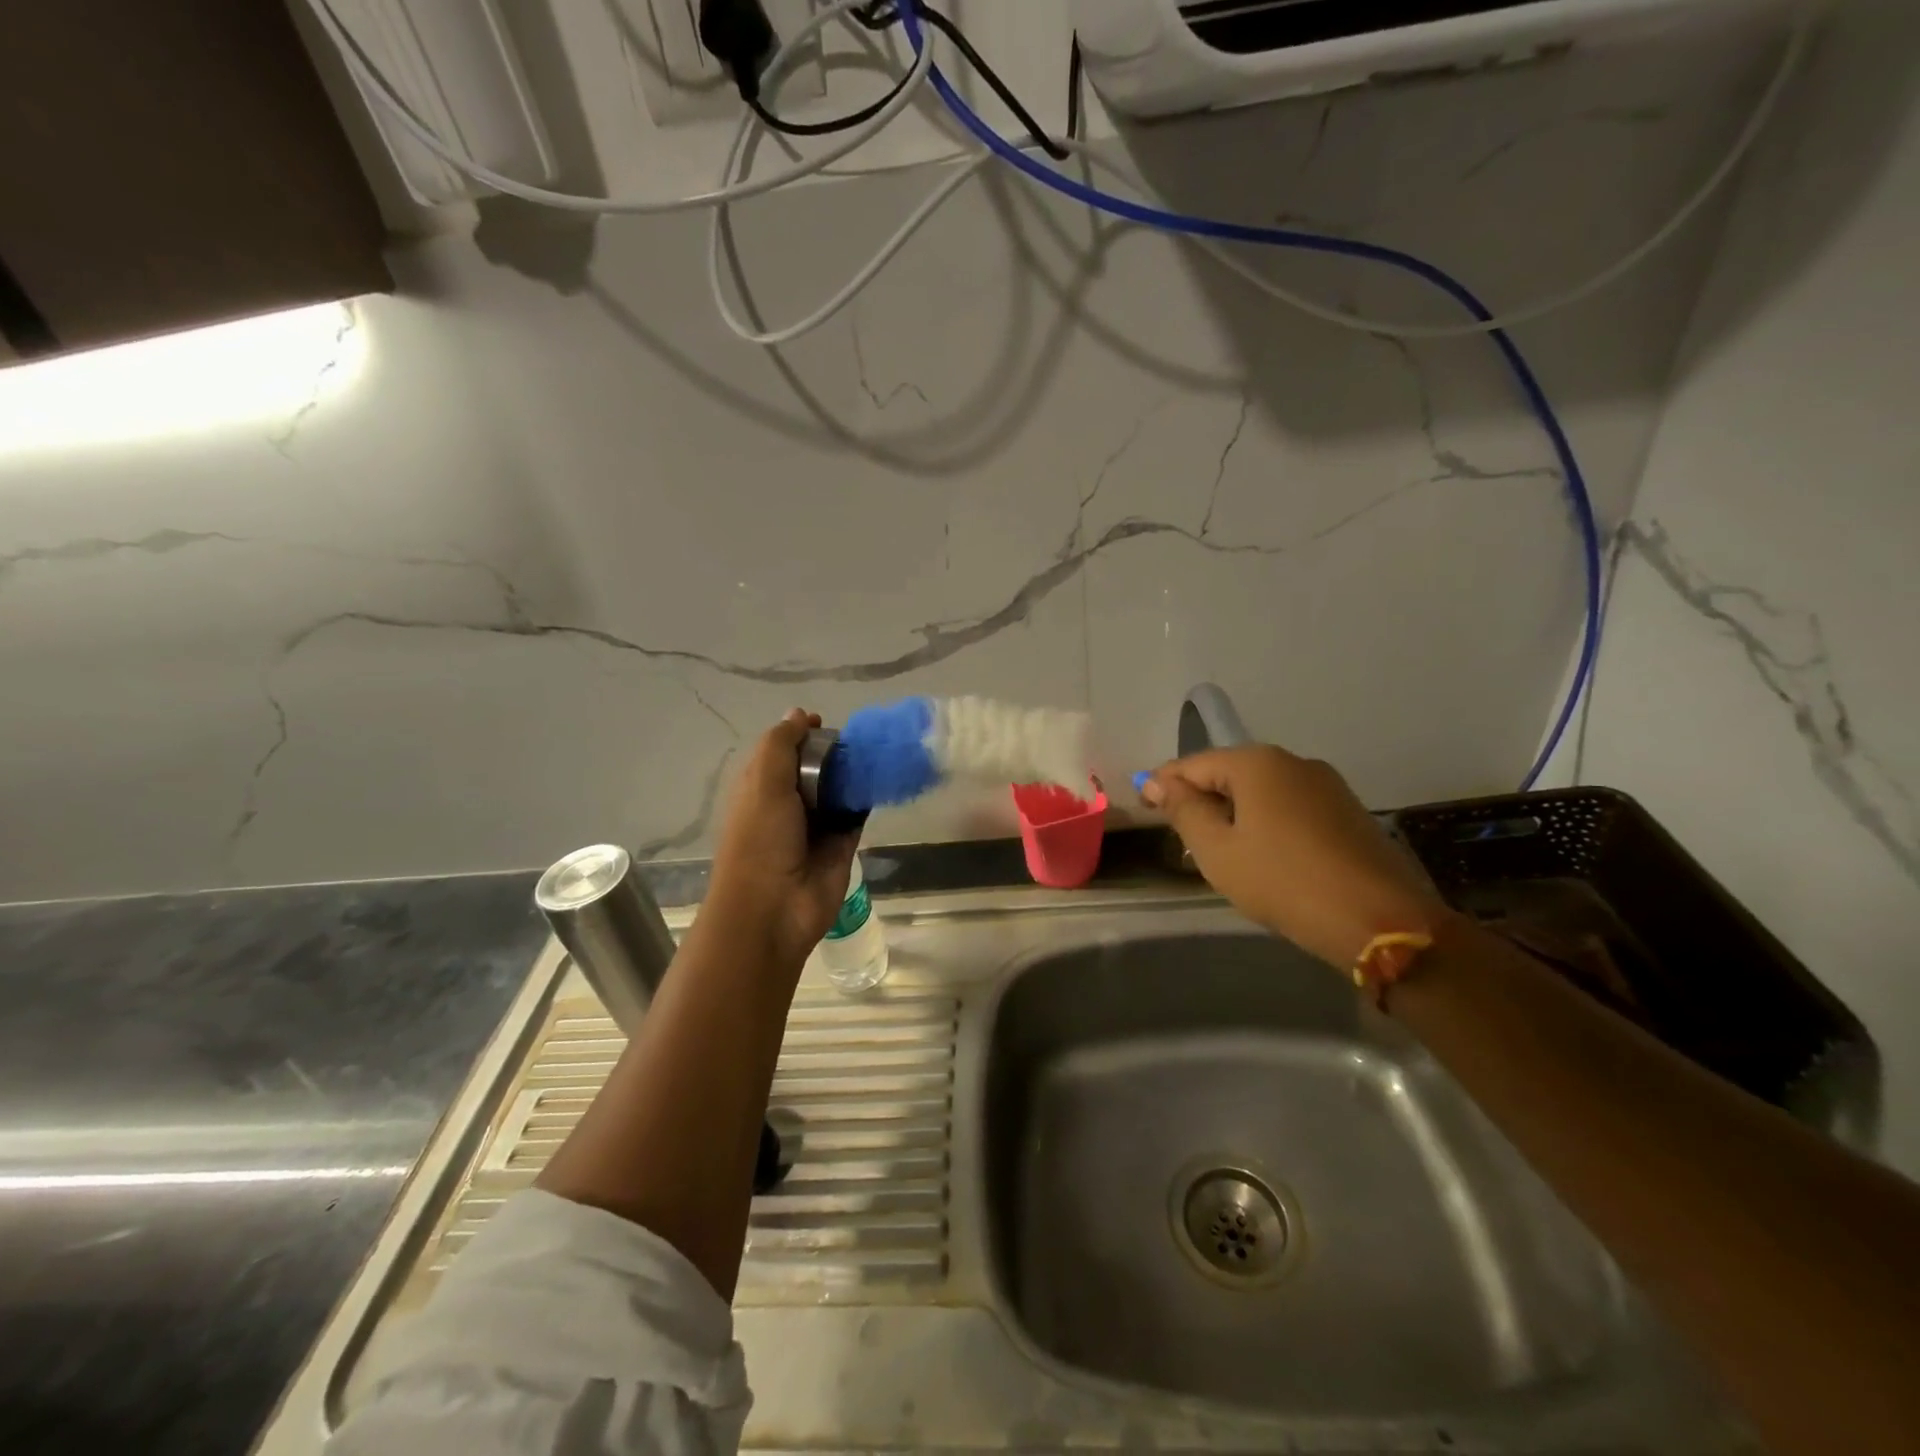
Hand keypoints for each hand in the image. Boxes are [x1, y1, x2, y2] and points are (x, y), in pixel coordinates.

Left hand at [703, 709, 858, 969]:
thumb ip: (781, 744)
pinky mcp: (842, 845)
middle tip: (859, 737)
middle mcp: (787, 804)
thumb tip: (799, 713)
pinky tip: (885, 778)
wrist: (774, 909)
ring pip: (839, 790)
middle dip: (833, 752)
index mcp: (760, 787)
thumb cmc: (760, 840)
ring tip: (879, 750)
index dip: (801, 734)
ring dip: (854, 773)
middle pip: (814, 768)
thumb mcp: (763, 782)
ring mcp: (816, 826)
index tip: (823, 721)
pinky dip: (868, 798)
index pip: (782, 751)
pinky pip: (857, 814)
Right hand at [1141, 744, 1446, 969]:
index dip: (1163, 783)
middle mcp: (1293, 762)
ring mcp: (1326, 785)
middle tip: (1179, 833)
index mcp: (1257, 763)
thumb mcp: (1218, 851)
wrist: (1380, 920)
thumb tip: (1158, 783)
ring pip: (1262, 790)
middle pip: (1229, 772)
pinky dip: (1265, 820)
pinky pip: (1290, 805)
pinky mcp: (1347, 810)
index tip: (1143, 807)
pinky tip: (1260, 852)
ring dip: (1233, 811)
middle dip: (1200, 797)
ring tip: (1217, 847)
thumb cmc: (1283, 882)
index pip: (1194, 764)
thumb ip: (1184, 811)